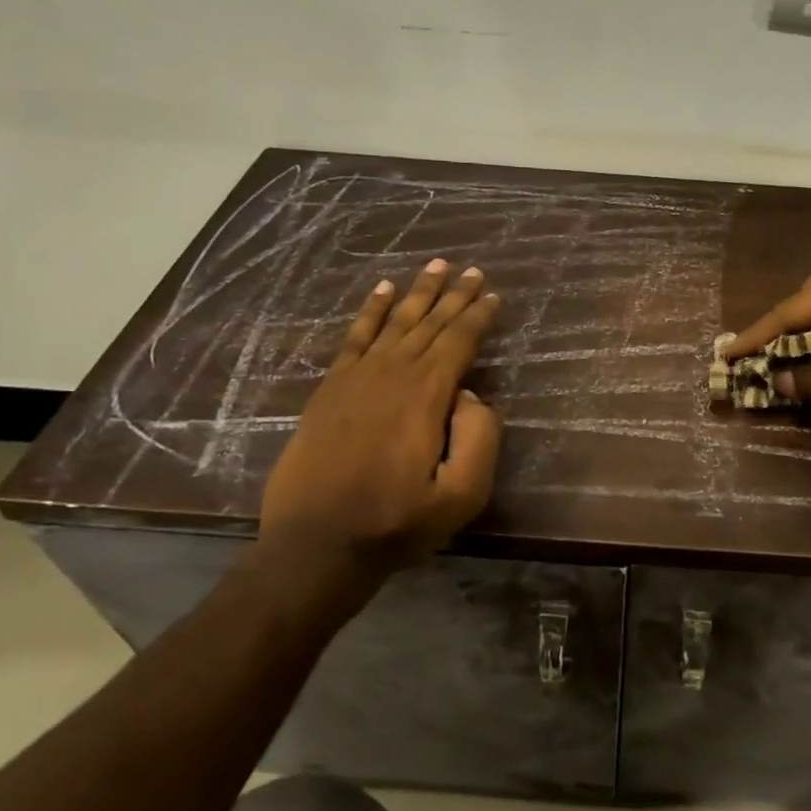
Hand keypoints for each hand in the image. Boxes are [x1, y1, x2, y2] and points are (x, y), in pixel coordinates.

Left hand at [258, 260, 502, 614]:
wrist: (316, 545)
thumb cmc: (396, 524)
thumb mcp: (460, 496)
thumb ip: (479, 439)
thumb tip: (471, 395)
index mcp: (425, 396)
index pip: (458, 341)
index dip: (478, 315)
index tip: (494, 294)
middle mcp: (391, 374)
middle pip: (429, 323)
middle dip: (454, 295)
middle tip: (472, 268)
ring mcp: (355, 379)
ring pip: (394, 322)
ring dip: (417, 292)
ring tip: (436, 265)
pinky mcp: (329, 389)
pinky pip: (354, 337)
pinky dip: (369, 311)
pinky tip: (381, 291)